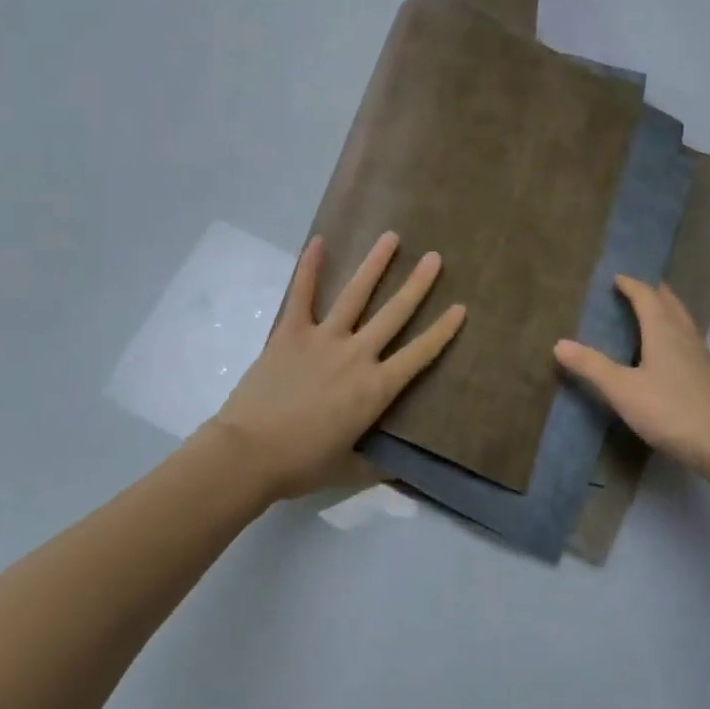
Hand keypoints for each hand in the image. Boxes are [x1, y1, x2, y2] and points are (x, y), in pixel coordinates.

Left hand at [210, 231, 466, 499]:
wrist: (249, 454)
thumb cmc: (300, 464)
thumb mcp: (347, 470)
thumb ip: (374, 466)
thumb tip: (397, 469)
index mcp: (375, 389)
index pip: (419, 354)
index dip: (442, 331)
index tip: (461, 307)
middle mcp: (356, 355)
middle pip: (394, 314)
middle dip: (417, 284)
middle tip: (434, 258)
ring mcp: (322, 338)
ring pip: (355, 295)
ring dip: (374, 265)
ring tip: (391, 237)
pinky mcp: (290, 332)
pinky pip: (301, 294)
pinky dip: (309, 267)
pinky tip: (319, 241)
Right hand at [555, 275, 709, 470]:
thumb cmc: (671, 411)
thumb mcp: (623, 390)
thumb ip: (592, 366)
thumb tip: (559, 344)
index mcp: (663, 330)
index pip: (646, 296)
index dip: (630, 284)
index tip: (615, 278)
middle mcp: (684, 335)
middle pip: (669, 302)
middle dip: (651, 291)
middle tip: (633, 287)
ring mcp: (701, 355)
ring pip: (682, 320)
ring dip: (665, 309)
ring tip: (649, 312)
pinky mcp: (709, 375)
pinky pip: (688, 339)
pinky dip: (674, 331)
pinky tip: (668, 351)